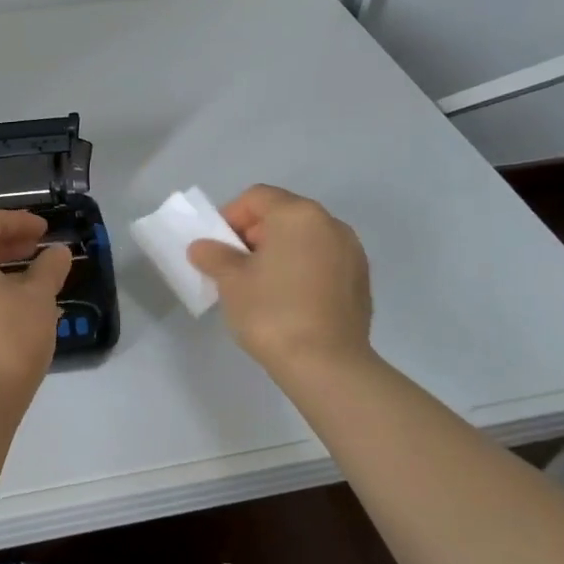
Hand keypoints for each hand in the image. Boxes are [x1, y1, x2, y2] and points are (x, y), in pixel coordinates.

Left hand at [0, 208, 72, 417]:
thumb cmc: (6, 340)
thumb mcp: (38, 299)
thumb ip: (49, 268)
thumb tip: (56, 252)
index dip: (21, 221)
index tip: (46, 230)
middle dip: (10, 244)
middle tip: (40, 250)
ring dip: (1, 269)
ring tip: (35, 281)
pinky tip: (16, 307)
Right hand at [187, 185, 374, 375]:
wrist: (327, 365)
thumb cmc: (272, 312)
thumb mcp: (231, 281)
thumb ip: (214, 256)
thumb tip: (203, 248)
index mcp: (298, 215)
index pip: (256, 197)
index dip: (230, 216)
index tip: (218, 246)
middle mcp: (330, 224)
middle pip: (283, 214)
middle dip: (255, 234)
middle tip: (235, 265)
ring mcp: (352, 252)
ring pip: (305, 238)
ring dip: (280, 251)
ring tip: (261, 284)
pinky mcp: (361, 281)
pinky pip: (323, 261)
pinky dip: (302, 268)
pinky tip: (288, 300)